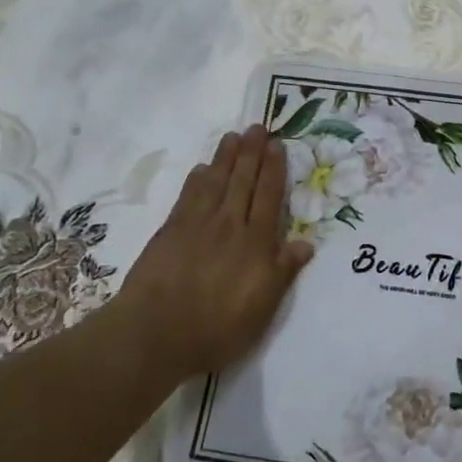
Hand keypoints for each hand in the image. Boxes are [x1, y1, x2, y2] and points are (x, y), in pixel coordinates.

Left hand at [111, 126, 313, 382]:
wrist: (155, 334)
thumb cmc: (216, 328)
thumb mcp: (262, 309)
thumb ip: (283, 272)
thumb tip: (306, 243)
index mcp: (256, 243)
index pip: (269, 196)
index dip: (274, 169)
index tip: (277, 145)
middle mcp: (229, 225)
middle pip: (243, 181)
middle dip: (251, 153)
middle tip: (256, 127)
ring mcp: (197, 225)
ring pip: (216, 181)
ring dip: (225, 157)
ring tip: (232, 136)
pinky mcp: (170, 231)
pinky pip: (188, 196)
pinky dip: (197, 179)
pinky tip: (202, 168)